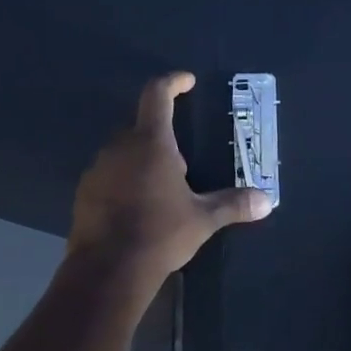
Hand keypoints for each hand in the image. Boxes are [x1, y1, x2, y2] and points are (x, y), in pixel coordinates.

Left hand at [69, 73, 272, 289]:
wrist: (108, 269)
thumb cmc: (160, 233)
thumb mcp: (202, 219)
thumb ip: (233, 204)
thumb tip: (267, 201)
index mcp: (151, 142)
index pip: (157, 94)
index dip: (173, 82)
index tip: (187, 82)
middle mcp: (119, 146)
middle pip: (140, 125)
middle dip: (160, 135)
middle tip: (181, 162)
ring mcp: (97, 168)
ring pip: (122, 151)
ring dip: (140, 159)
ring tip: (160, 188)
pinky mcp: (84, 191)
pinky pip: (107, 174)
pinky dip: (122, 180)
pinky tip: (136, 207)